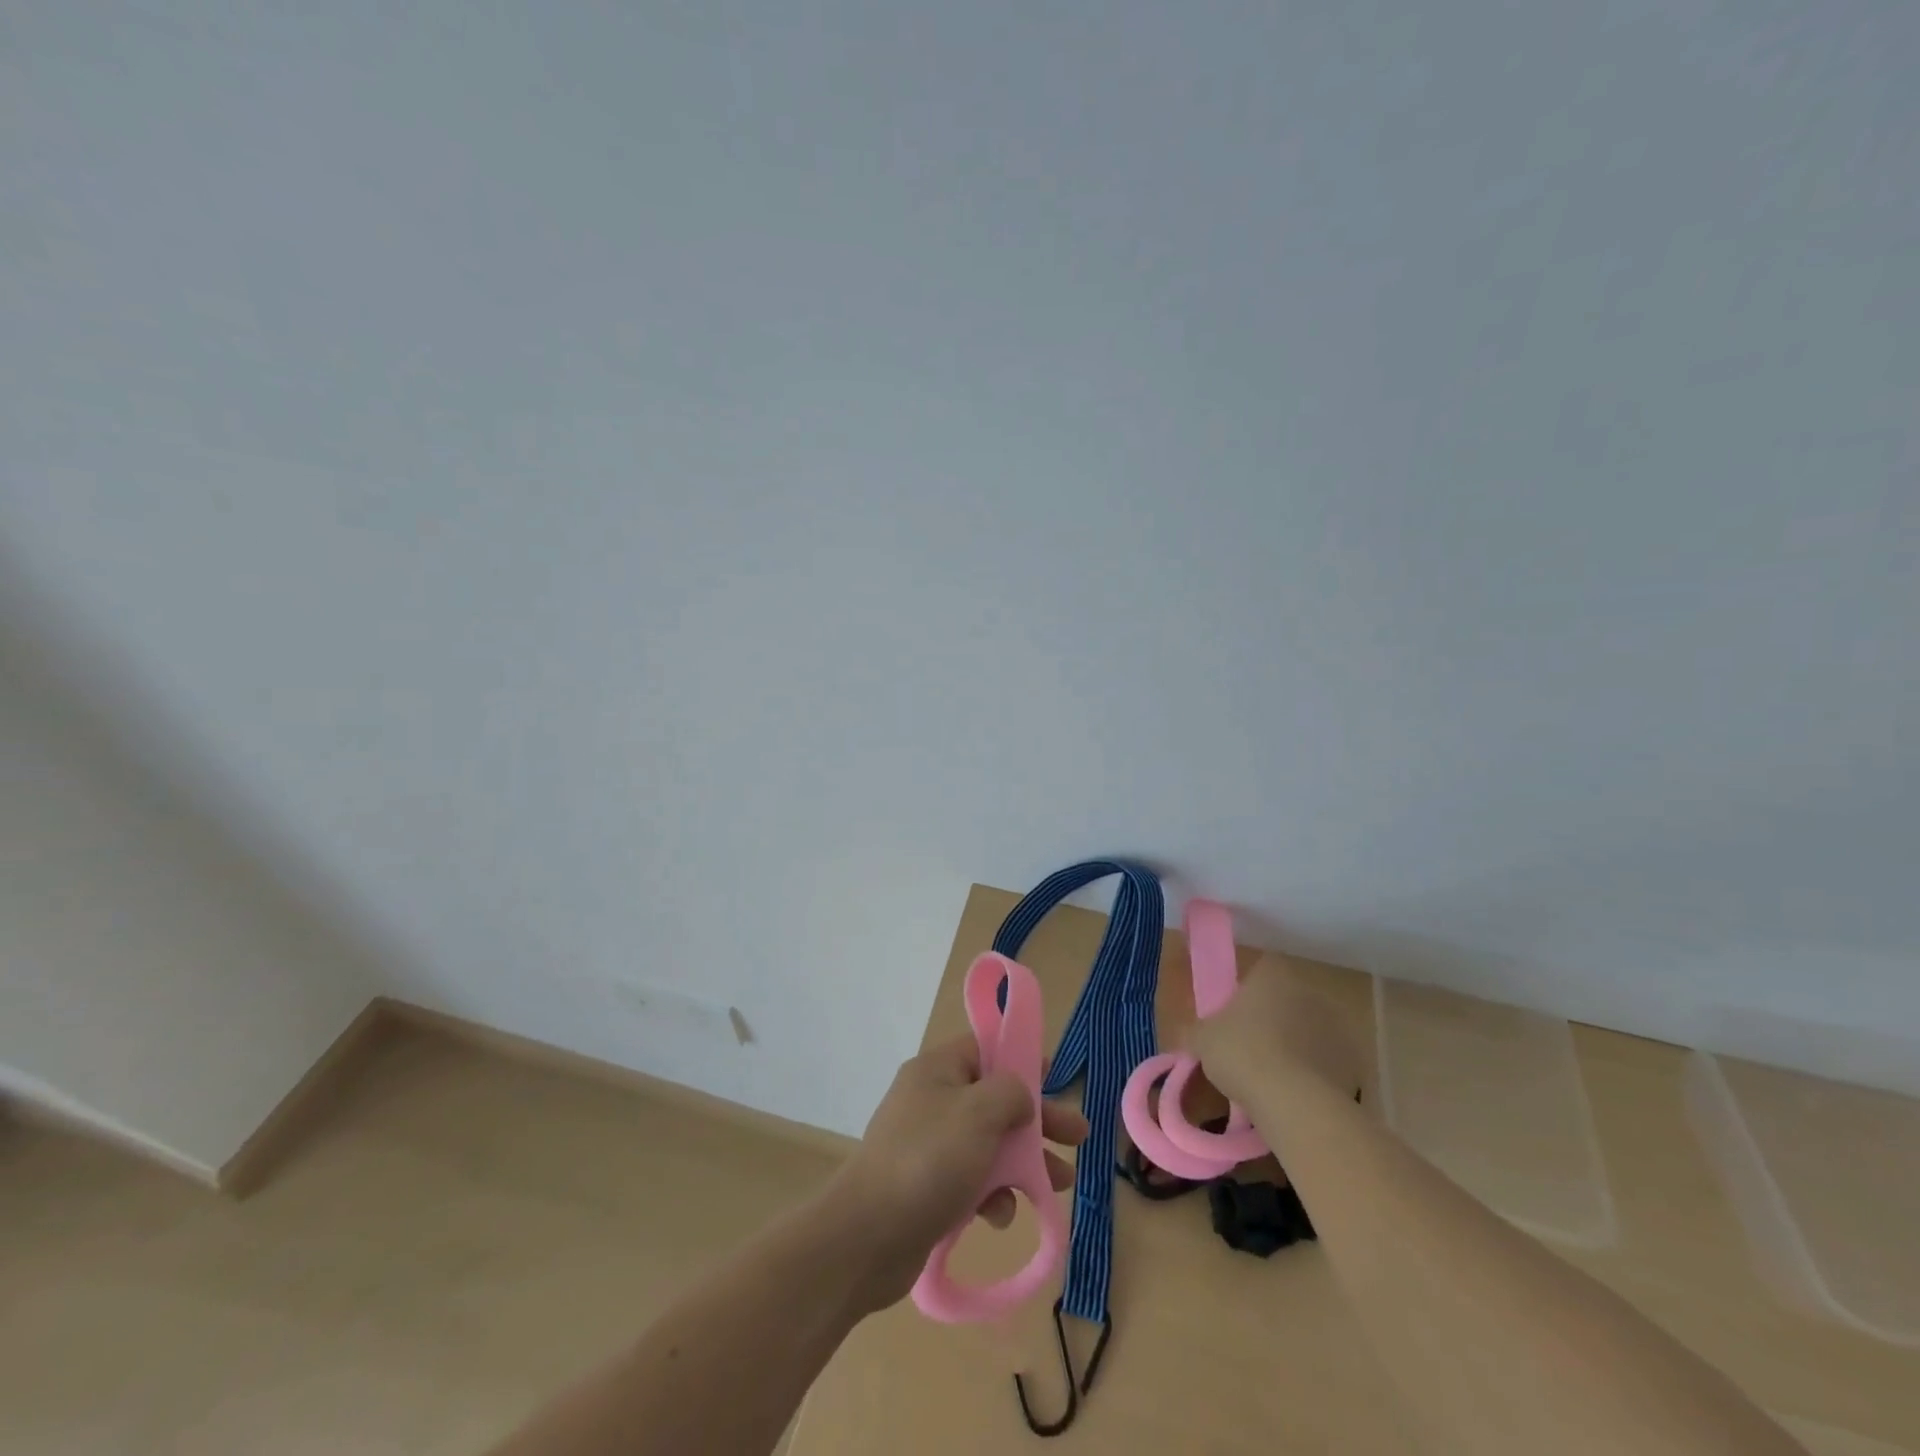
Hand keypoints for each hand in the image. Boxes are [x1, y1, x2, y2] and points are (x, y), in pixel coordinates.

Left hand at [831, 1034, 1086, 1311]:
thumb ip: (1010, 1093)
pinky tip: (999, 1216)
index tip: (1055, 1077)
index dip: (1021, 1059)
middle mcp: (931, 1100)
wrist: (866, 1237)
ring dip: (1023, 1162)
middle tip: (1078, 1137)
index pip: (985, 1048)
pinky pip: (969, 1180)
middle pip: (994, 1099)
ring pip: (988, 1143)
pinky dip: (990, 1194)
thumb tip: (1019, 1094)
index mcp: (938, 1070)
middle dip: (1037, 1119)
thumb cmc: (928, 1162)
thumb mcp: (979, 1114)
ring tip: (1058, 1183)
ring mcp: (927, 1145)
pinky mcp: (926, 1187)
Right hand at [1190, 953, 1361, 1107]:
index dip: (1244, 995)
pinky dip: (1314, 1076)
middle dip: (1270, 1023)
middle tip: (1247, 1051)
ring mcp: (1337, 1027)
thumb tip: (1192, 1035)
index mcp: (1273, 974)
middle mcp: (1309, 992)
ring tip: (1271, 1081)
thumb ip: (1196, 1031)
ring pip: (1308, 1034)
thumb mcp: (1202, 1039)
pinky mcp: (1355, 1063)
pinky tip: (1294, 1097)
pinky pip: (1326, 1065)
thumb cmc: (1241, 1053)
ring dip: (1294, 1049)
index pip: (1258, 973)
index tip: (1232, 1019)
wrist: (1295, 1102)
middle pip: (1285, 1003)